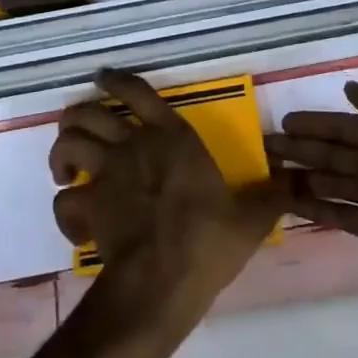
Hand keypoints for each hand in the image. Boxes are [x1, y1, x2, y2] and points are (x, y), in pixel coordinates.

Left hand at [50, 70, 286, 332]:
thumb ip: (271, 194)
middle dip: (77, 116)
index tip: (102, 77)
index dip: (117, 80)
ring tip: (66, 169)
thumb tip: (295, 178)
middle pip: (88, 114)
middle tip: (79, 129)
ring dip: (62, 153)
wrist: (164, 280)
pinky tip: (74, 218)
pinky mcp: (89, 207)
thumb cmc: (209, 240)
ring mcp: (107, 175)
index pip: (138, 92)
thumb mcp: (251, 217)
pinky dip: (64, 207)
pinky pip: (64, 201)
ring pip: (67, 145)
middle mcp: (134, 145)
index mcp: (173, 137)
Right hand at [266, 81, 357, 300]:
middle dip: (301, 148)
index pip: (342, 126)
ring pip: (330, 181)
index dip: (314, 123)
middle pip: (332, 152)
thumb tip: (350, 86)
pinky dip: (313, 206)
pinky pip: (336, 211)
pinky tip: (287, 204)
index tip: (283, 122)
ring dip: (302, 177)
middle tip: (265, 148)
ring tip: (270, 176)